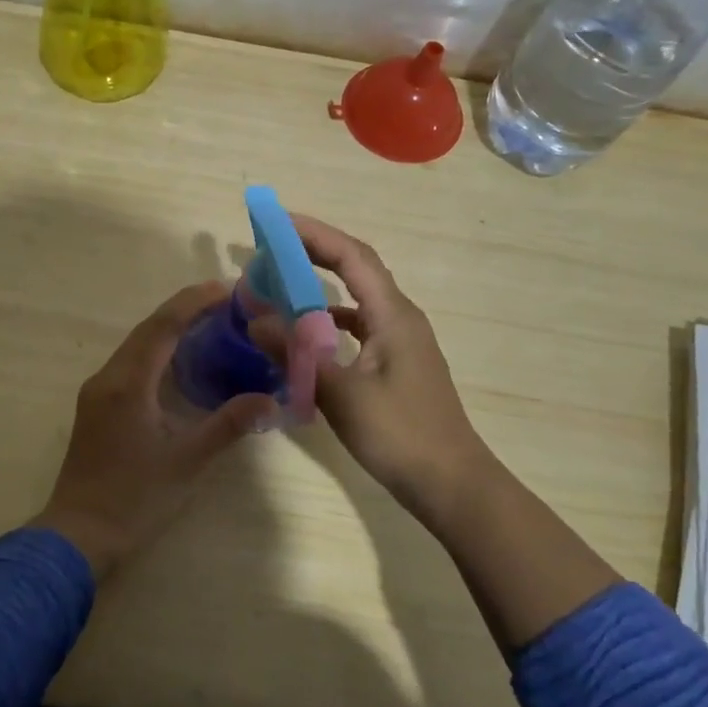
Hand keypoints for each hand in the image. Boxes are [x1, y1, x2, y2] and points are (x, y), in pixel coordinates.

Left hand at [31, 283, 277, 579]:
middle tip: (227, 302)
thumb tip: (270, 399)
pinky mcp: (97, 405)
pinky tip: (181, 360)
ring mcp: (98, 391)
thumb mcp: (187, 462)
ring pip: (137, 344)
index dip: (194, 302)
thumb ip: (228, 425)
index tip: (227, 289)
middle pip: (148, 329)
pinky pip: (130, 362)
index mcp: (127, 383)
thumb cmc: (135, 498)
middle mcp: (108, 377)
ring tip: (210, 323)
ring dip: (170, 328)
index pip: (163, 327)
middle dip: (185, 309)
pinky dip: (158, 350)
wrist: (79, 534)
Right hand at [285, 214, 503, 530]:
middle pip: (356, 268)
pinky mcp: (396, 364)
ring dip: (321, 284)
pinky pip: (359, 325)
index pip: (352, 256)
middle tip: (273, 244)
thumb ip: (297, 354)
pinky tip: (307, 333)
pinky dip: (330, 319)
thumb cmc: (400, 434)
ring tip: (282, 281)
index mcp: (392, 315)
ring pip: (357, 297)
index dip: (315, 234)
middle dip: (315, 250)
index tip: (277, 223)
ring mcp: (401, 341)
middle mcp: (399, 317)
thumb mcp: (340, 393)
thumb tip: (256, 320)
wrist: (451, 484)